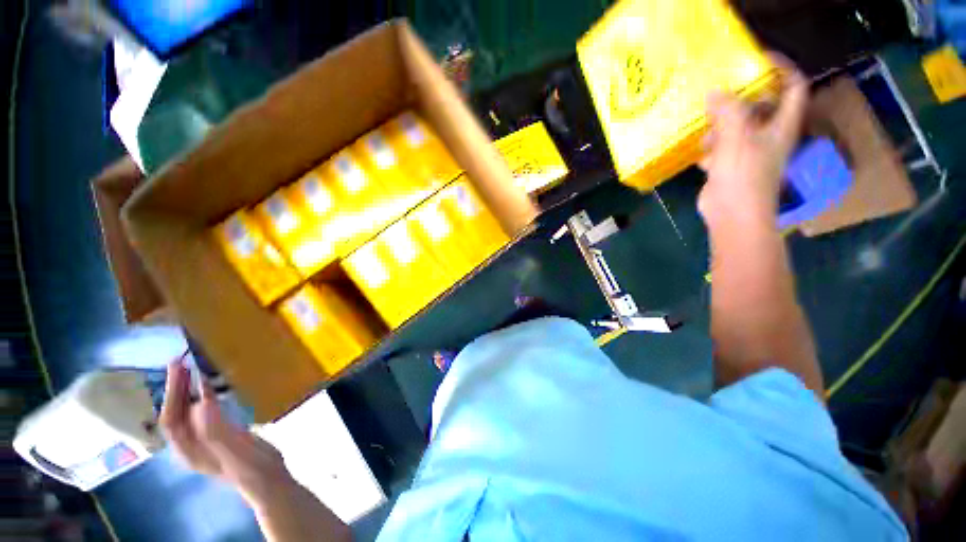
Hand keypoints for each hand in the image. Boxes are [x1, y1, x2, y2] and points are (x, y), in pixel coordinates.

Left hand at [160, 360, 291, 502]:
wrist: (269, 478)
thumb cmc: (250, 467)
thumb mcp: (232, 451)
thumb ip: (214, 429)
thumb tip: (201, 400)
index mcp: (187, 450)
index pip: (171, 419)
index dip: (172, 394)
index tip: (179, 368)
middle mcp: (190, 443)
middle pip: (177, 412)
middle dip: (176, 387)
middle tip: (181, 360)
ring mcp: (205, 438)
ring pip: (188, 410)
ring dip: (187, 388)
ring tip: (193, 367)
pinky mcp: (220, 432)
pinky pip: (205, 410)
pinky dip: (204, 394)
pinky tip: (211, 385)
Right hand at [698, 54, 808, 225]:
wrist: (733, 214)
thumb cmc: (743, 175)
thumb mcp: (737, 137)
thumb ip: (728, 111)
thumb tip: (714, 92)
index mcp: (782, 124)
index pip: (794, 86)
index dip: (781, 68)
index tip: (758, 59)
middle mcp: (769, 134)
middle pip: (762, 105)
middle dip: (741, 97)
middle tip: (719, 91)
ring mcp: (749, 151)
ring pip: (738, 126)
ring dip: (721, 123)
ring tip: (704, 126)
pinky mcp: (731, 166)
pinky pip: (721, 147)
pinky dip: (710, 145)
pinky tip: (699, 150)